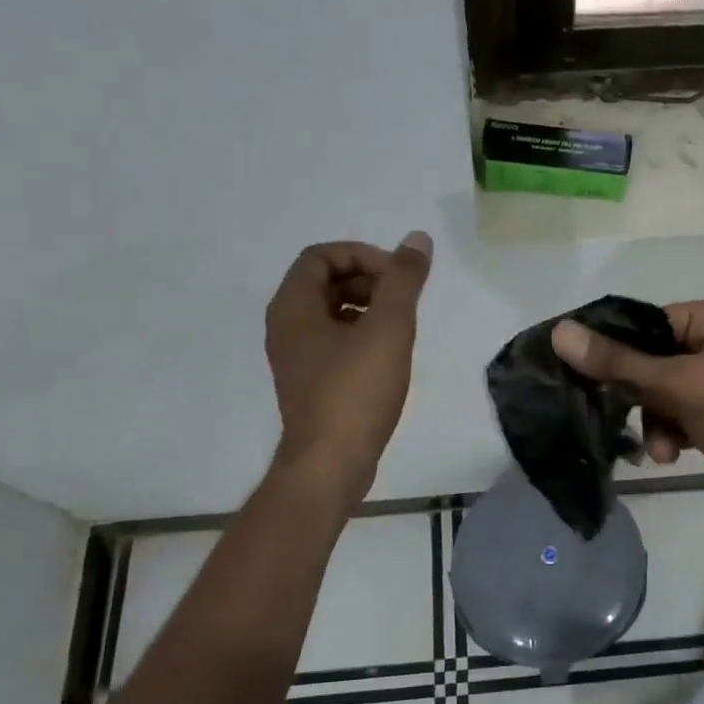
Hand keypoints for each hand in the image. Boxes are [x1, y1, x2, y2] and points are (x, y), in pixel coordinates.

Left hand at [265, 234, 431, 494]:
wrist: (331, 465)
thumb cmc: (356, 392)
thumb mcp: (388, 329)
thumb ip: (403, 280)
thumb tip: (417, 239)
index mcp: (293, 308)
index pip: (321, 256)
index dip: (362, 255)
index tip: (397, 275)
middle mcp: (286, 327)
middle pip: (324, 281)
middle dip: (367, 279)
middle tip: (403, 298)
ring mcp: (296, 357)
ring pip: (330, 312)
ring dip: (366, 305)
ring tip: (401, 324)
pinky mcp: (311, 381)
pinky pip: (333, 339)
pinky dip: (360, 332)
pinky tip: (389, 352)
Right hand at [551, 298, 703, 529]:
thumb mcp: (684, 387)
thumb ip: (621, 362)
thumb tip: (560, 331)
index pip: (647, 322)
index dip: (613, 348)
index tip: (577, 376)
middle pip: (652, 358)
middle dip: (640, 395)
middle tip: (622, 418)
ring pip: (663, 391)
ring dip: (656, 420)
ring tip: (663, 450)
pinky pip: (682, 412)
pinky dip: (673, 431)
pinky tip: (674, 454)